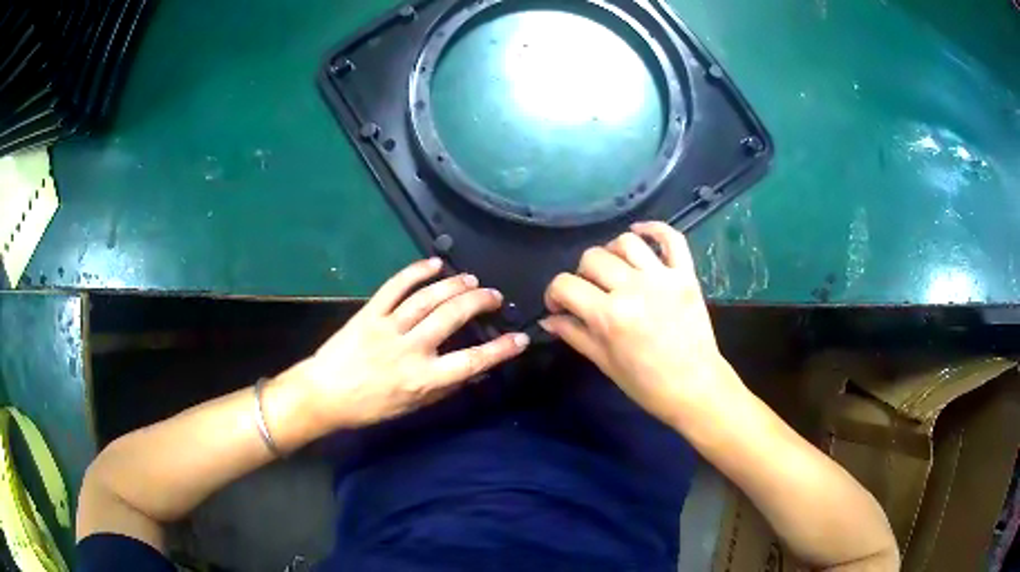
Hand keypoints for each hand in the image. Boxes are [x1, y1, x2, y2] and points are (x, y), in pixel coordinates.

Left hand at [293, 258, 528, 428]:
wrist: (325, 394)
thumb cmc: (370, 406)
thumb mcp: (412, 407)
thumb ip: (444, 387)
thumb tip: (472, 371)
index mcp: (423, 378)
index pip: (471, 361)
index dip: (500, 349)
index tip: (519, 338)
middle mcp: (410, 349)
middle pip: (453, 317)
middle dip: (479, 302)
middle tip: (494, 297)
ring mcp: (389, 327)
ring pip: (429, 298)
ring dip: (455, 285)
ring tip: (472, 280)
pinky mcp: (370, 312)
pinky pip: (395, 286)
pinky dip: (416, 271)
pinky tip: (434, 263)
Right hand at [540, 222, 741, 425]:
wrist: (694, 388)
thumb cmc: (646, 384)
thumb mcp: (604, 363)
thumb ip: (574, 334)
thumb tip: (548, 319)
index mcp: (608, 315)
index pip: (565, 285)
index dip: (553, 294)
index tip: (559, 307)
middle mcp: (633, 288)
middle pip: (592, 258)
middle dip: (580, 275)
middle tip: (588, 293)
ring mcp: (662, 277)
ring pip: (625, 242)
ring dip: (611, 252)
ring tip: (612, 269)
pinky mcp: (686, 275)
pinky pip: (671, 238)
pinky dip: (654, 228)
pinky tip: (639, 232)